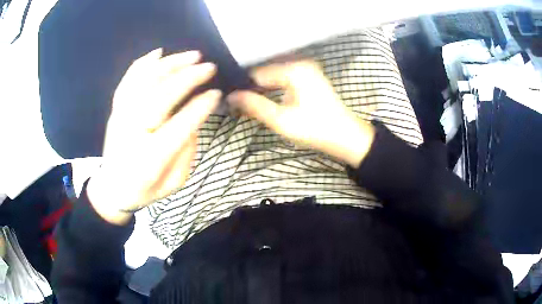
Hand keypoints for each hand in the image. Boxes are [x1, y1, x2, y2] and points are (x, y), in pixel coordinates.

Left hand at [87, 49, 220, 224]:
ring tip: (192, 55)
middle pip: (161, 96)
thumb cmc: (145, 189)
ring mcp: (120, 117)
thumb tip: (193, 122)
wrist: (112, 189)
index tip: (217, 93)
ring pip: (144, 82)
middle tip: (209, 67)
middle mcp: (132, 133)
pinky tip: (158, 52)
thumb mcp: (174, 183)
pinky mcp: (115, 110)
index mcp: (150, 158)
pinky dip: (142, 64)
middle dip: (188, 78)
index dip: (200, 106)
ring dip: (170, 64)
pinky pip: (127, 81)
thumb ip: (187, 153)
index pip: (180, 125)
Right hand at [227, 61, 374, 167]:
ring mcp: (307, 68)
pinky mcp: (310, 77)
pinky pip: (284, 78)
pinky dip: (273, 88)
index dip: (242, 86)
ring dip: (261, 88)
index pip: (257, 73)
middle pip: (266, 71)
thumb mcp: (281, 120)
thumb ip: (254, 106)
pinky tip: (264, 99)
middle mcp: (300, 62)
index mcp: (294, 69)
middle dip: (251, 87)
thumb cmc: (315, 129)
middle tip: (236, 103)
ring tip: (247, 103)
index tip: (229, 99)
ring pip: (274, 75)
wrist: (347, 137)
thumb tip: (230, 96)